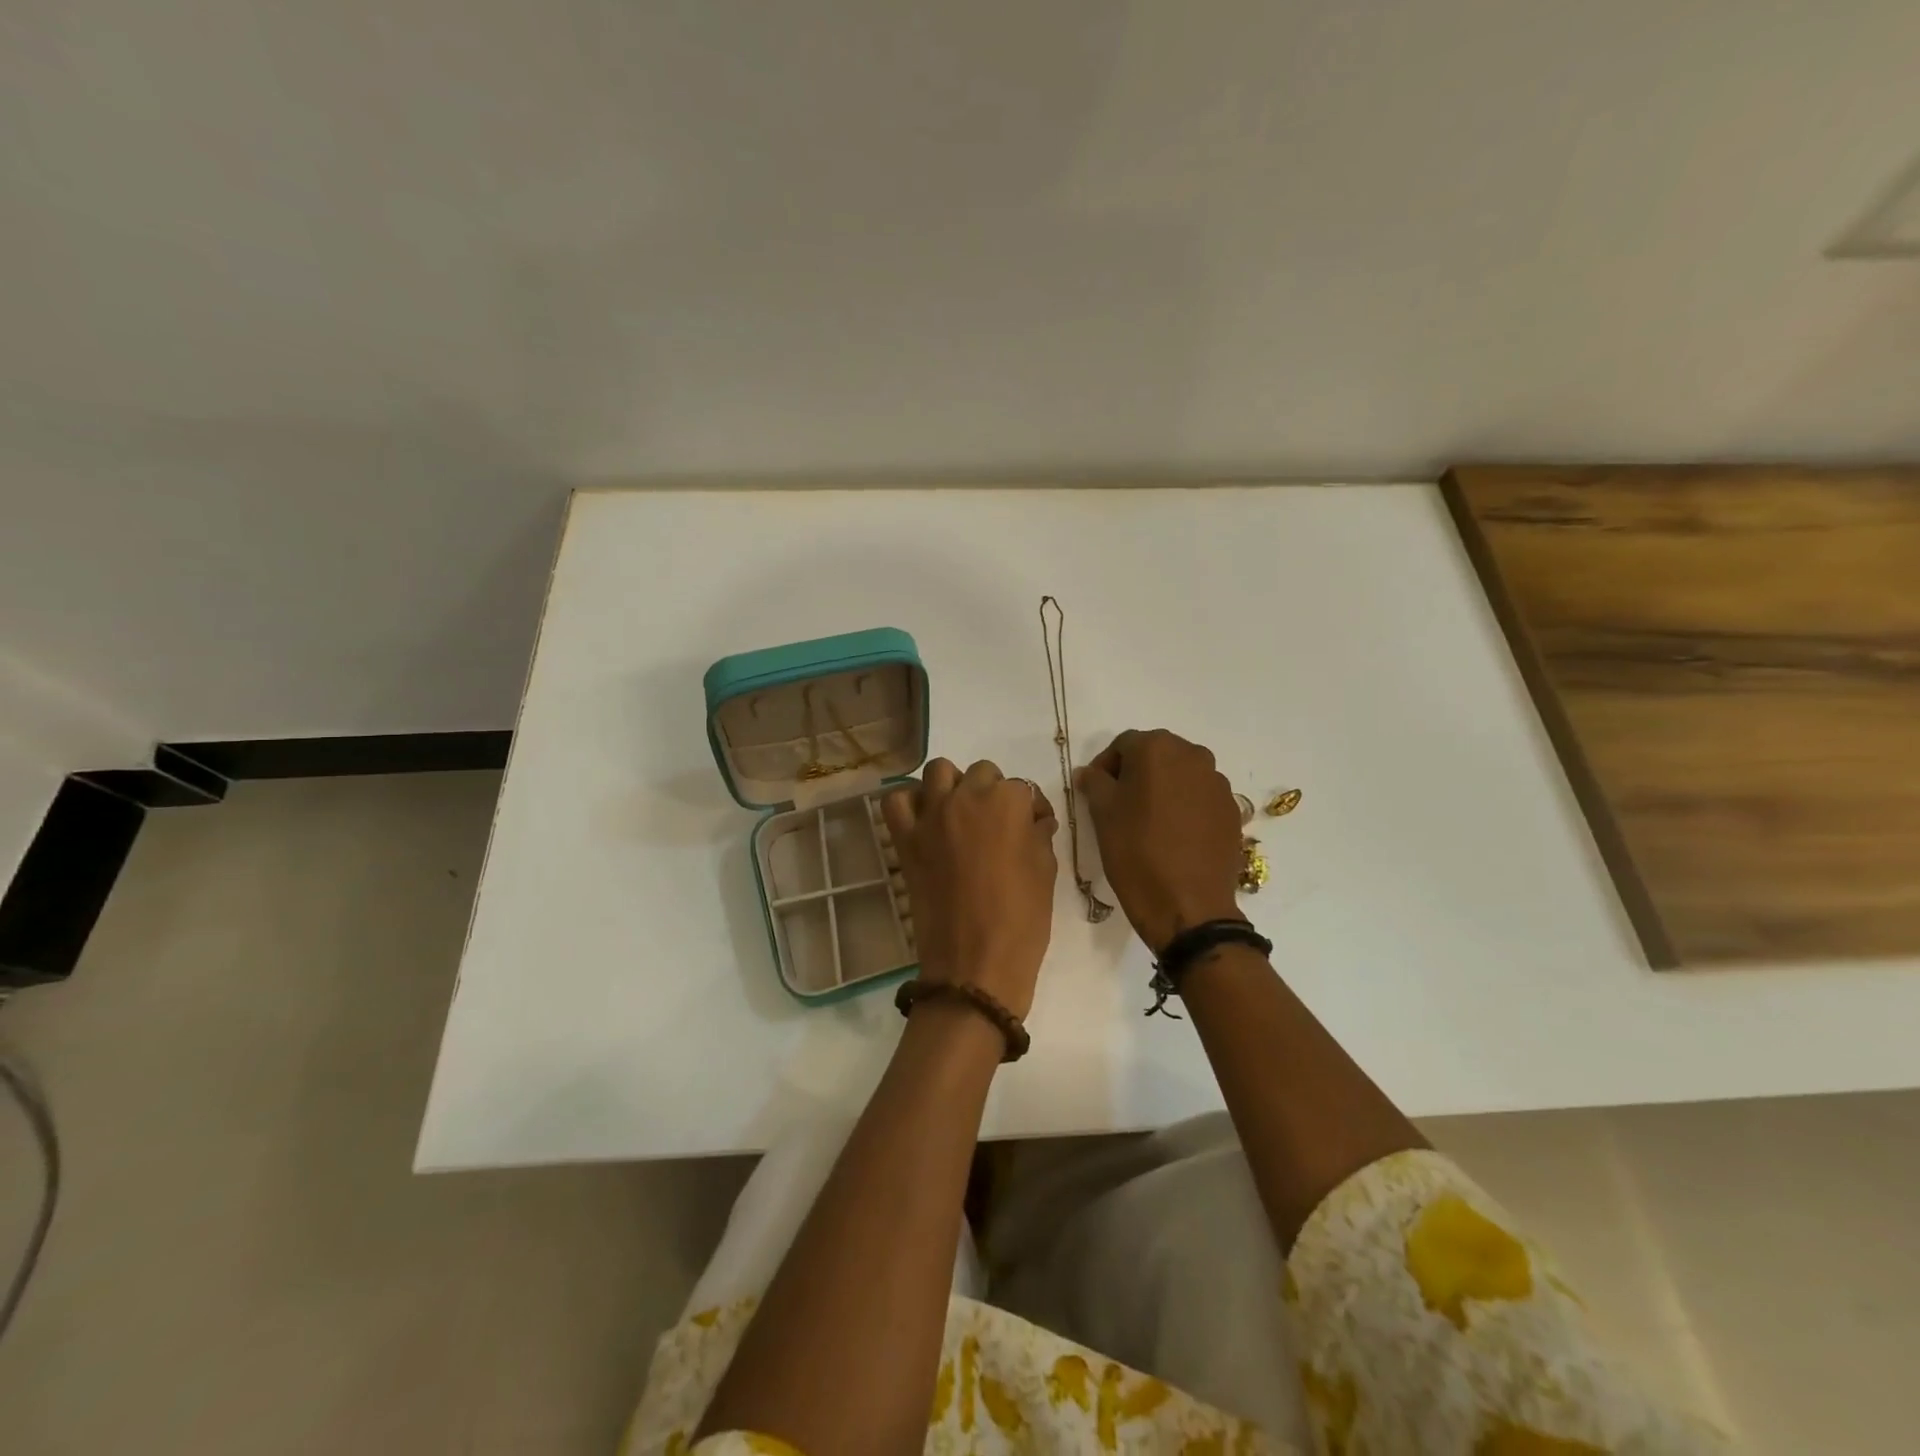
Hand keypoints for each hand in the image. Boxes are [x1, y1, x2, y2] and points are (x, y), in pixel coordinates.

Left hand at [882, 759, 1057, 1018]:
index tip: (1032, 829)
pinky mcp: (906, 838)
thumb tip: (1035, 819)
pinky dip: (910, 802)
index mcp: (1008, 802)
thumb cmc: (1022, 920)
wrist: (975, 965)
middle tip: (997, 825)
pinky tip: (925, 819)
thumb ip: (1039, 834)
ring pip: (939, 771)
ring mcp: (932, 815)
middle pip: (982, 773)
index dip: (1029, 810)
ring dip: (953, 785)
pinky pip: (897, 800)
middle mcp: (967, 797)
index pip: (1022, 788)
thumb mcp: (1045, 871)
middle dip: (993, 792)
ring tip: (961, 814)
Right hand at [1076, 729, 1244, 951]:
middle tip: (1120, 805)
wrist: (1188, 905)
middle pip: (1156, 754)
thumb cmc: (1136, 852)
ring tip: (1149, 822)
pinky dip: (1185, 807)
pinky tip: (1174, 836)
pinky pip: (1201, 798)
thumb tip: (1090, 773)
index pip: (1123, 745)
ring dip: (1163, 788)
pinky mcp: (1232, 810)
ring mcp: (1217, 783)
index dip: (1105, 766)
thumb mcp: (1102, 814)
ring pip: (1181, 775)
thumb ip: (1094, 783)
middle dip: (1136, 773)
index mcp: (1157, 749)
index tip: (1096, 792)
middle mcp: (1193, 756)